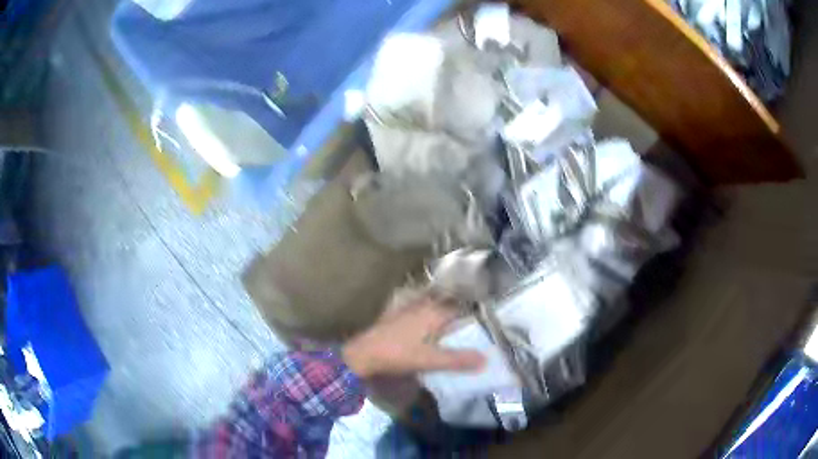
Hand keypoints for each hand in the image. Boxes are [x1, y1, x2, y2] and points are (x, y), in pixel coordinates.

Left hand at [342, 299, 485, 378]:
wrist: (363, 354)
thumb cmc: (398, 354)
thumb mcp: (431, 360)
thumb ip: (458, 360)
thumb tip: (486, 359)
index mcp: (434, 312)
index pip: (461, 309)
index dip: (473, 316)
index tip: (485, 326)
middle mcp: (423, 306)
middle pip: (447, 307)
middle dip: (460, 315)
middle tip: (473, 329)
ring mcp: (408, 310)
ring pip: (433, 308)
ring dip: (444, 316)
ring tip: (456, 331)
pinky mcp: (397, 317)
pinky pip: (420, 313)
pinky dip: (429, 319)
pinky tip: (430, 331)